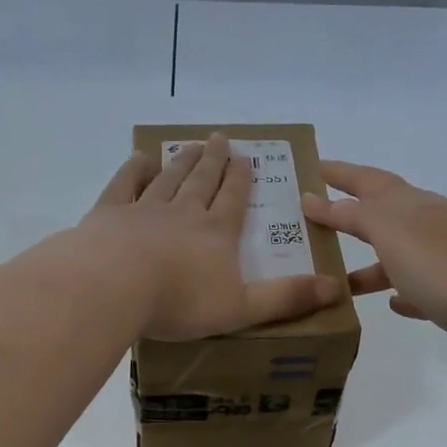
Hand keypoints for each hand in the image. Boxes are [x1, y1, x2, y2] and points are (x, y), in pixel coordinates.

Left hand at [82, 133, 342, 340]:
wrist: (115, 286)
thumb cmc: (180, 302)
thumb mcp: (242, 308)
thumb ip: (286, 298)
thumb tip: (337, 288)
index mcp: (216, 234)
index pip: (233, 200)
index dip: (241, 180)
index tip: (245, 159)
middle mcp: (184, 212)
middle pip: (202, 181)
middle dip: (214, 161)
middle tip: (219, 139)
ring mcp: (144, 209)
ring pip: (168, 179)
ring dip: (181, 162)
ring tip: (190, 146)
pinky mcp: (109, 214)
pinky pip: (124, 185)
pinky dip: (133, 170)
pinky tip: (140, 159)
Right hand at [301, 160, 446, 370]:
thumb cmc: (445, 264)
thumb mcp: (391, 232)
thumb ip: (353, 215)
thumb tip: (316, 199)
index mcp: (412, 204)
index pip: (367, 180)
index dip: (339, 173)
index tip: (310, 167)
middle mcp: (430, 225)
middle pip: (383, 215)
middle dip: (350, 217)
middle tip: (314, 223)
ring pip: (398, 257)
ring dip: (369, 264)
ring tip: (338, 281)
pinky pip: (420, 289)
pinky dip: (401, 291)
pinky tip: (390, 303)